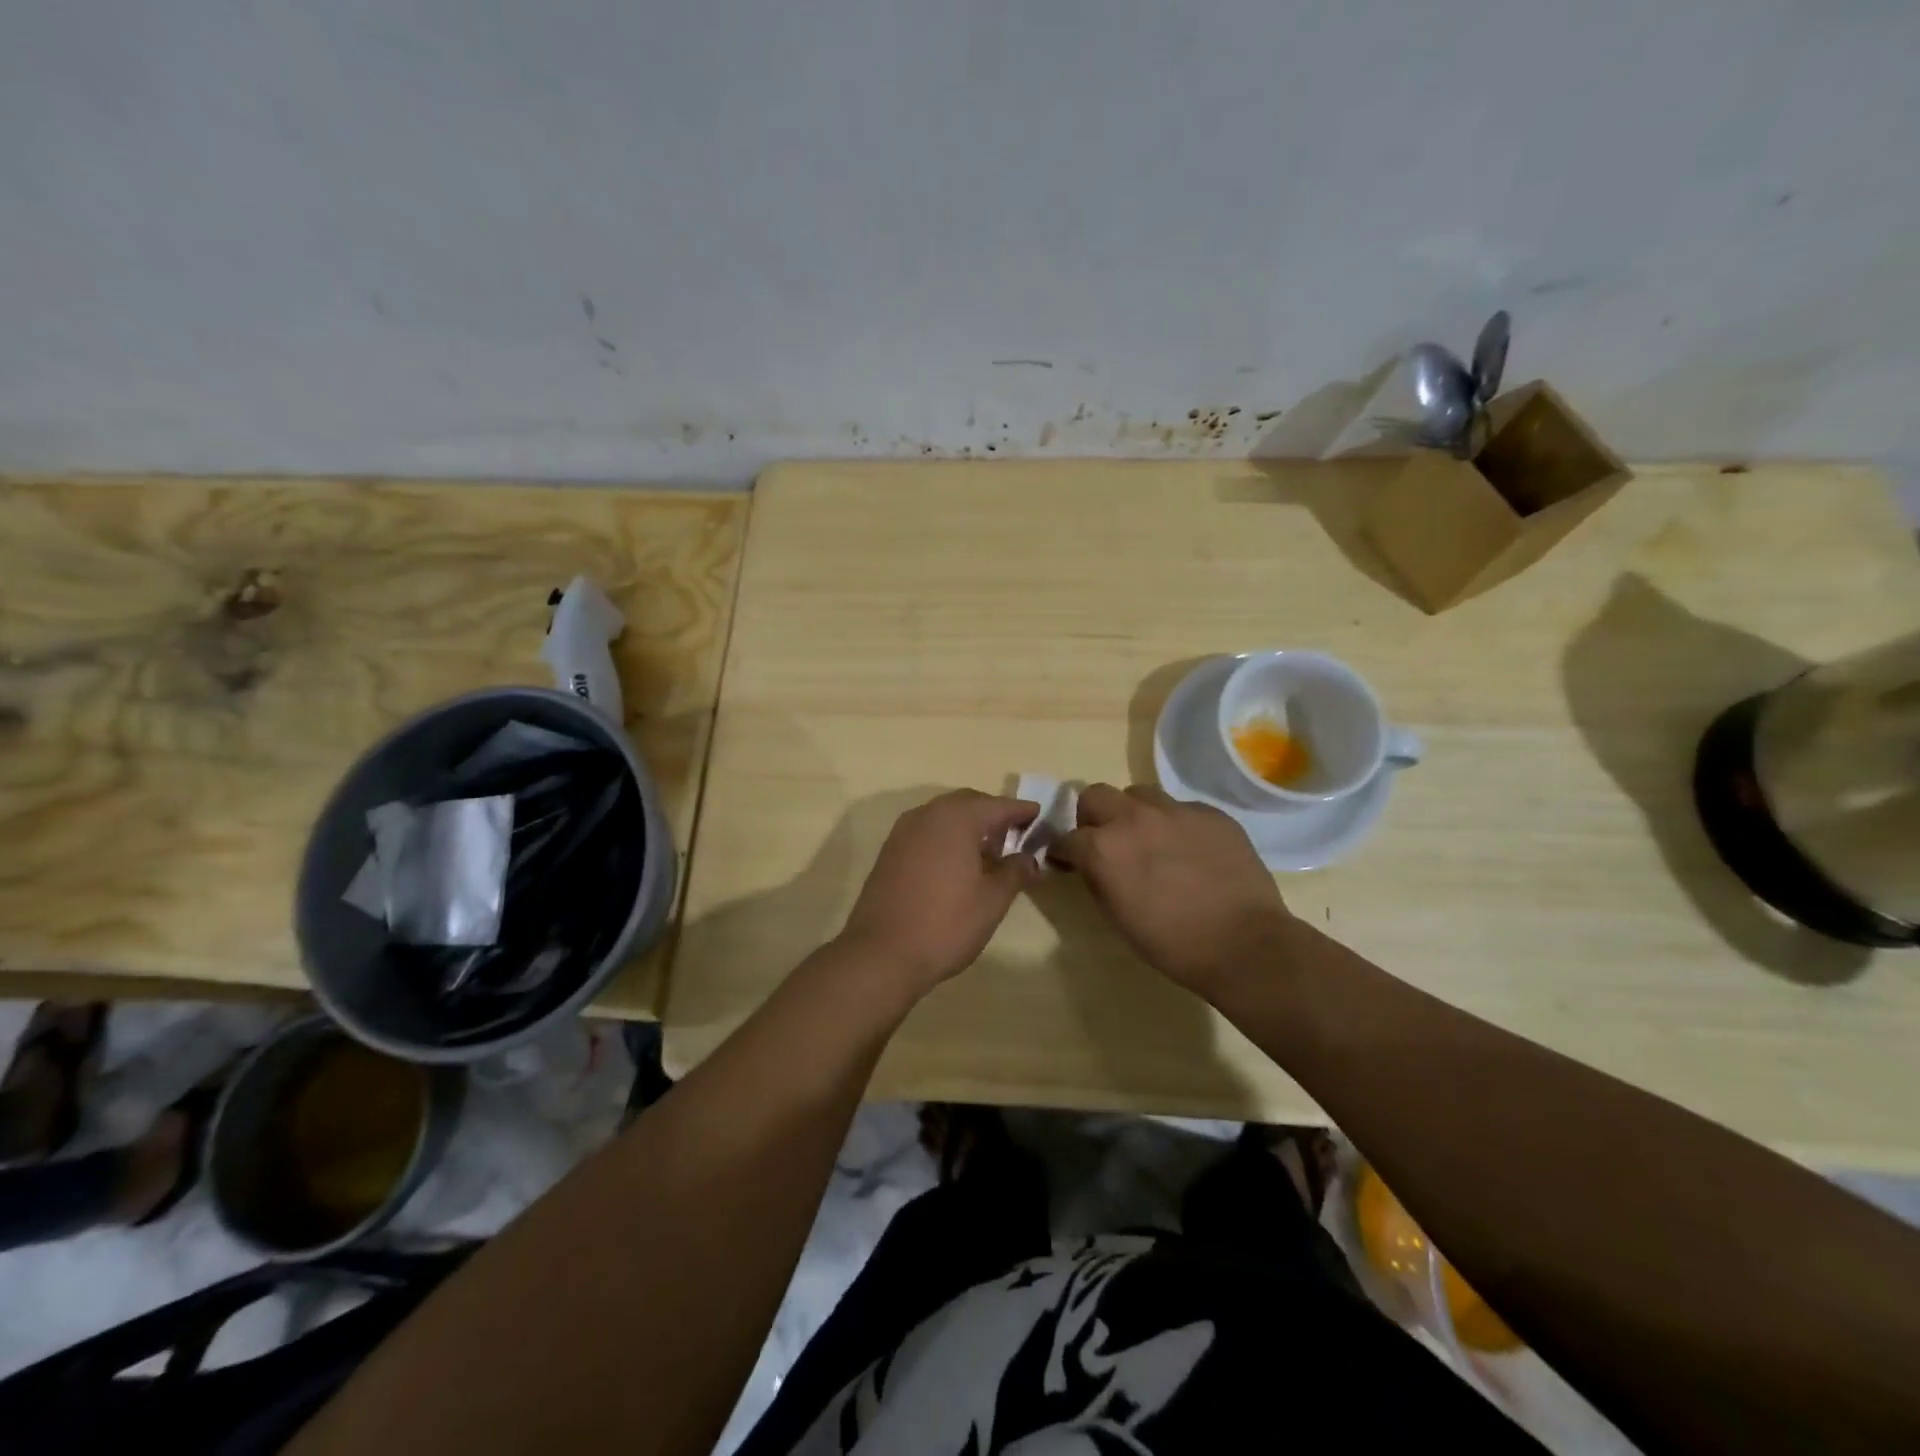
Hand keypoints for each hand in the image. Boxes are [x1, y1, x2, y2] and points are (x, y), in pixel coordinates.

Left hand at [836, 789, 1040, 996]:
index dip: (1021, 810)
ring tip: (988, 853)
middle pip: (968, 803)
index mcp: (957, 818)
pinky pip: (926, 832)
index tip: (1039, 815)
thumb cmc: (946, 924)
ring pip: (944, 816)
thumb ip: (1015, 872)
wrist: (882, 953)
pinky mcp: (890, 851)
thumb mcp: (992, 900)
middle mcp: (928, 815)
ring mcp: (904, 832)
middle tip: (1015, 835)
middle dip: (993, 815)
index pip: (998, 805)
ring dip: (968, 826)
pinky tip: (957, 865)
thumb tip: (1028, 858)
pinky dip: (946, 838)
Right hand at [1052, 783, 1293, 995]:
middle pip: (1095, 795)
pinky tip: (1189, 850)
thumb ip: (1097, 878)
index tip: (1068, 862)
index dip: (1063, 851)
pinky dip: (1175, 824)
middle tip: (1105, 840)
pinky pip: (1181, 808)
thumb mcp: (1117, 916)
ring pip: (1140, 794)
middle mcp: (1133, 818)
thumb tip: (1090, 864)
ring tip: (1150, 839)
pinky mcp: (1210, 813)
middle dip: (1092, 816)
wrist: (1244, 944)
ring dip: (1134, 813)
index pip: (1066, 837)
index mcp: (1103, 848)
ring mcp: (1175, 810)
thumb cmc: (1172, 943)